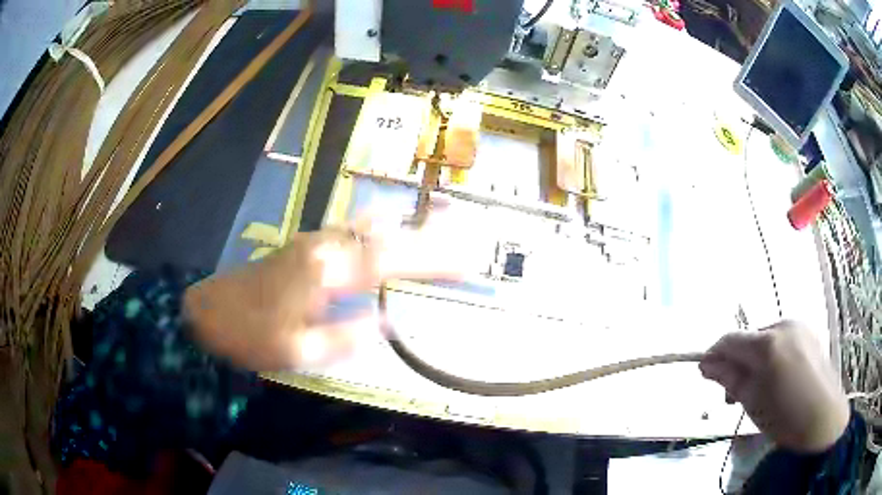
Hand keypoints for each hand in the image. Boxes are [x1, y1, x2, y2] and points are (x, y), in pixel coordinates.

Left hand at [183, 218, 461, 370]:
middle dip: (427, 240)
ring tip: (437, 231)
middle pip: (385, 236)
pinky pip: (349, 230)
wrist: (206, 311)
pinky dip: (377, 228)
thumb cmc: (250, 335)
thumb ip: (345, 337)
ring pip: (367, 227)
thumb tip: (388, 322)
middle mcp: (324, 247)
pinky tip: (386, 229)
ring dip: (404, 230)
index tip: (465, 264)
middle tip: (462, 244)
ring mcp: (312, 242)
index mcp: (325, 272)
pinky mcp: (304, 246)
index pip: (390, 262)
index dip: (430, 262)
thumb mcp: (297, 351)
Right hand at [700, 320, 849, 452]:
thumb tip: (707, 366)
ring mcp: (799, 327)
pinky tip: (777, 381)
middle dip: (738, 364)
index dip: (714, 355)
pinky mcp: (810, 334)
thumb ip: (729, 379)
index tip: (705, 372)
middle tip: (733, 396)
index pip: (730, 340)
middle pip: (749, 339)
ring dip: (755, 362)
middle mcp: (783, 325)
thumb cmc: (784, 416)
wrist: (822, 419)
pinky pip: (783, 342)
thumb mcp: (752, 401)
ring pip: (766, 340)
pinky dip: (773, 359)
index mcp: (767, 343)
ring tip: (757, 390)